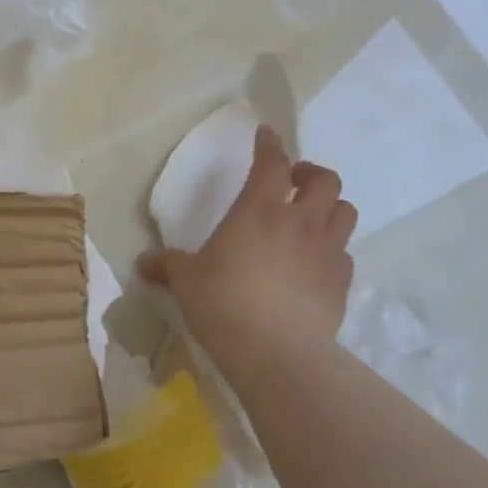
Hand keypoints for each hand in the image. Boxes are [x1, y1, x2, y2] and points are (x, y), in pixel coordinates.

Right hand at [138, 125, 355, 357]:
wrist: (277, 353)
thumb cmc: (224, 305)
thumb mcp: (186, 282)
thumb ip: (167, 266)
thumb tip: (142, 263)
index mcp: (258, 210)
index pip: (271, 162)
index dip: (269, 144)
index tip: (265, 135)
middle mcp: (298, 222)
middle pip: (324, 180)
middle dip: (310, 173)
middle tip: (293, 182)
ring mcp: (326, 251)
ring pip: (345, 210)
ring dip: (330, 206)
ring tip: (311, 217)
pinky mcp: (341, 282)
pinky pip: (344, 253)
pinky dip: (333, 250)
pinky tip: (316, 263)